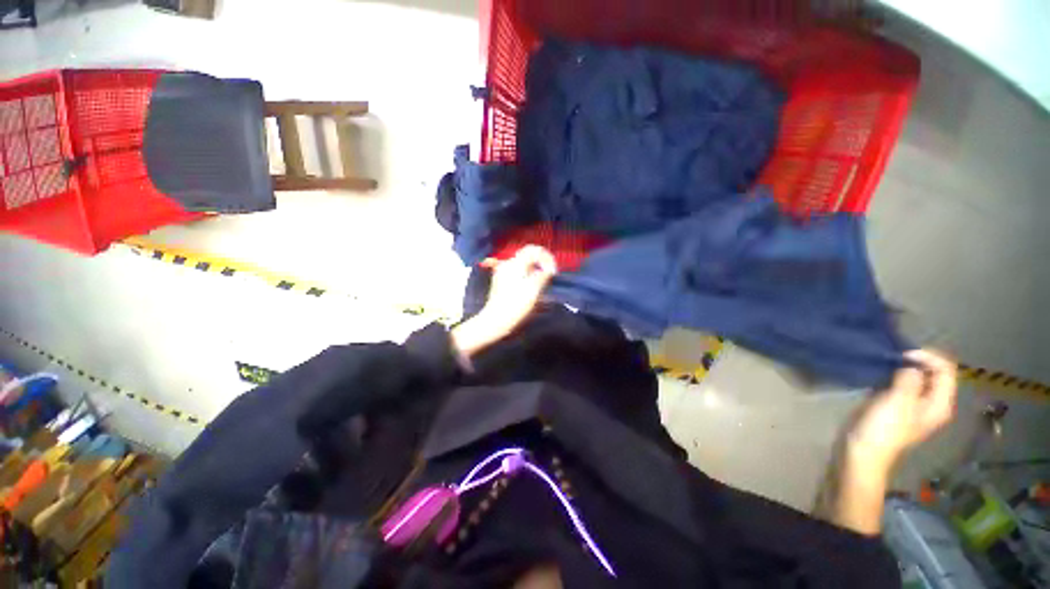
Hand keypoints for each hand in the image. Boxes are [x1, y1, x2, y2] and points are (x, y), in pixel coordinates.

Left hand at [451, 246, 557, 358]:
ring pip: (523, 265)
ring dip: (535, 271)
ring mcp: (502, 273)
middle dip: (541, 264)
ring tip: (541, 285)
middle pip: (528, 256)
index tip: (552, 271)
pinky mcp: (501, 281)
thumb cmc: (516, 305)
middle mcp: (507, 264)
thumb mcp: (533, 290)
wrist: (496, 320)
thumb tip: (549, 269)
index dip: (546, 257)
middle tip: (549, 277)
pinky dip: (527, 276)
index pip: (533, 250)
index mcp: (515, 264)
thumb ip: (543, 275)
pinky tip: (530, 289)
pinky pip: (518, 272)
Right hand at [818, 349, 957, 534]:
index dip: (928, 357)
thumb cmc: (882, 429)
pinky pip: (904, 384)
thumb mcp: (898, 402)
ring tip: (887, 362)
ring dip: (905, 367)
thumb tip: (911, 365)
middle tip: (894, 356)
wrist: (863, 452)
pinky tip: (882, 375)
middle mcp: (932, 403)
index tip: (903, 353)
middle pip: (935, 373)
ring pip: (918, 378)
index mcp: (939, 404)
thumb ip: (910, 380)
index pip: (946, 370)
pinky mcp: (898, 407)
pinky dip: (896, 376)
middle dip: (917, 361)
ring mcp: (915, 406)